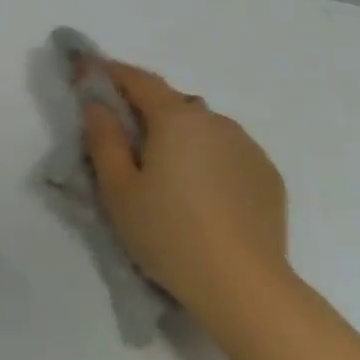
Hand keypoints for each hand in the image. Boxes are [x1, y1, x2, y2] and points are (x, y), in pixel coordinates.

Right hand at [82, 60, 289, 321]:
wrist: (244, 286)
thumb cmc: (168, 233)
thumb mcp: (118, 189)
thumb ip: (103, 138)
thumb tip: (96, 103)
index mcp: (176, 118)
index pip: (139, 80)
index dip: (112, 73)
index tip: (91, 73)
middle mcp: (215, 121)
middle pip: (173, 103)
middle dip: (146, 110)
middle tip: (125, 137)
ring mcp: (247, 147)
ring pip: (203, 128)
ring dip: (180, 136)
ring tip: (167, 173)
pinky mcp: (267, 175)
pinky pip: (228, 152)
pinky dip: (208, 159)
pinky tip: (202, 194)